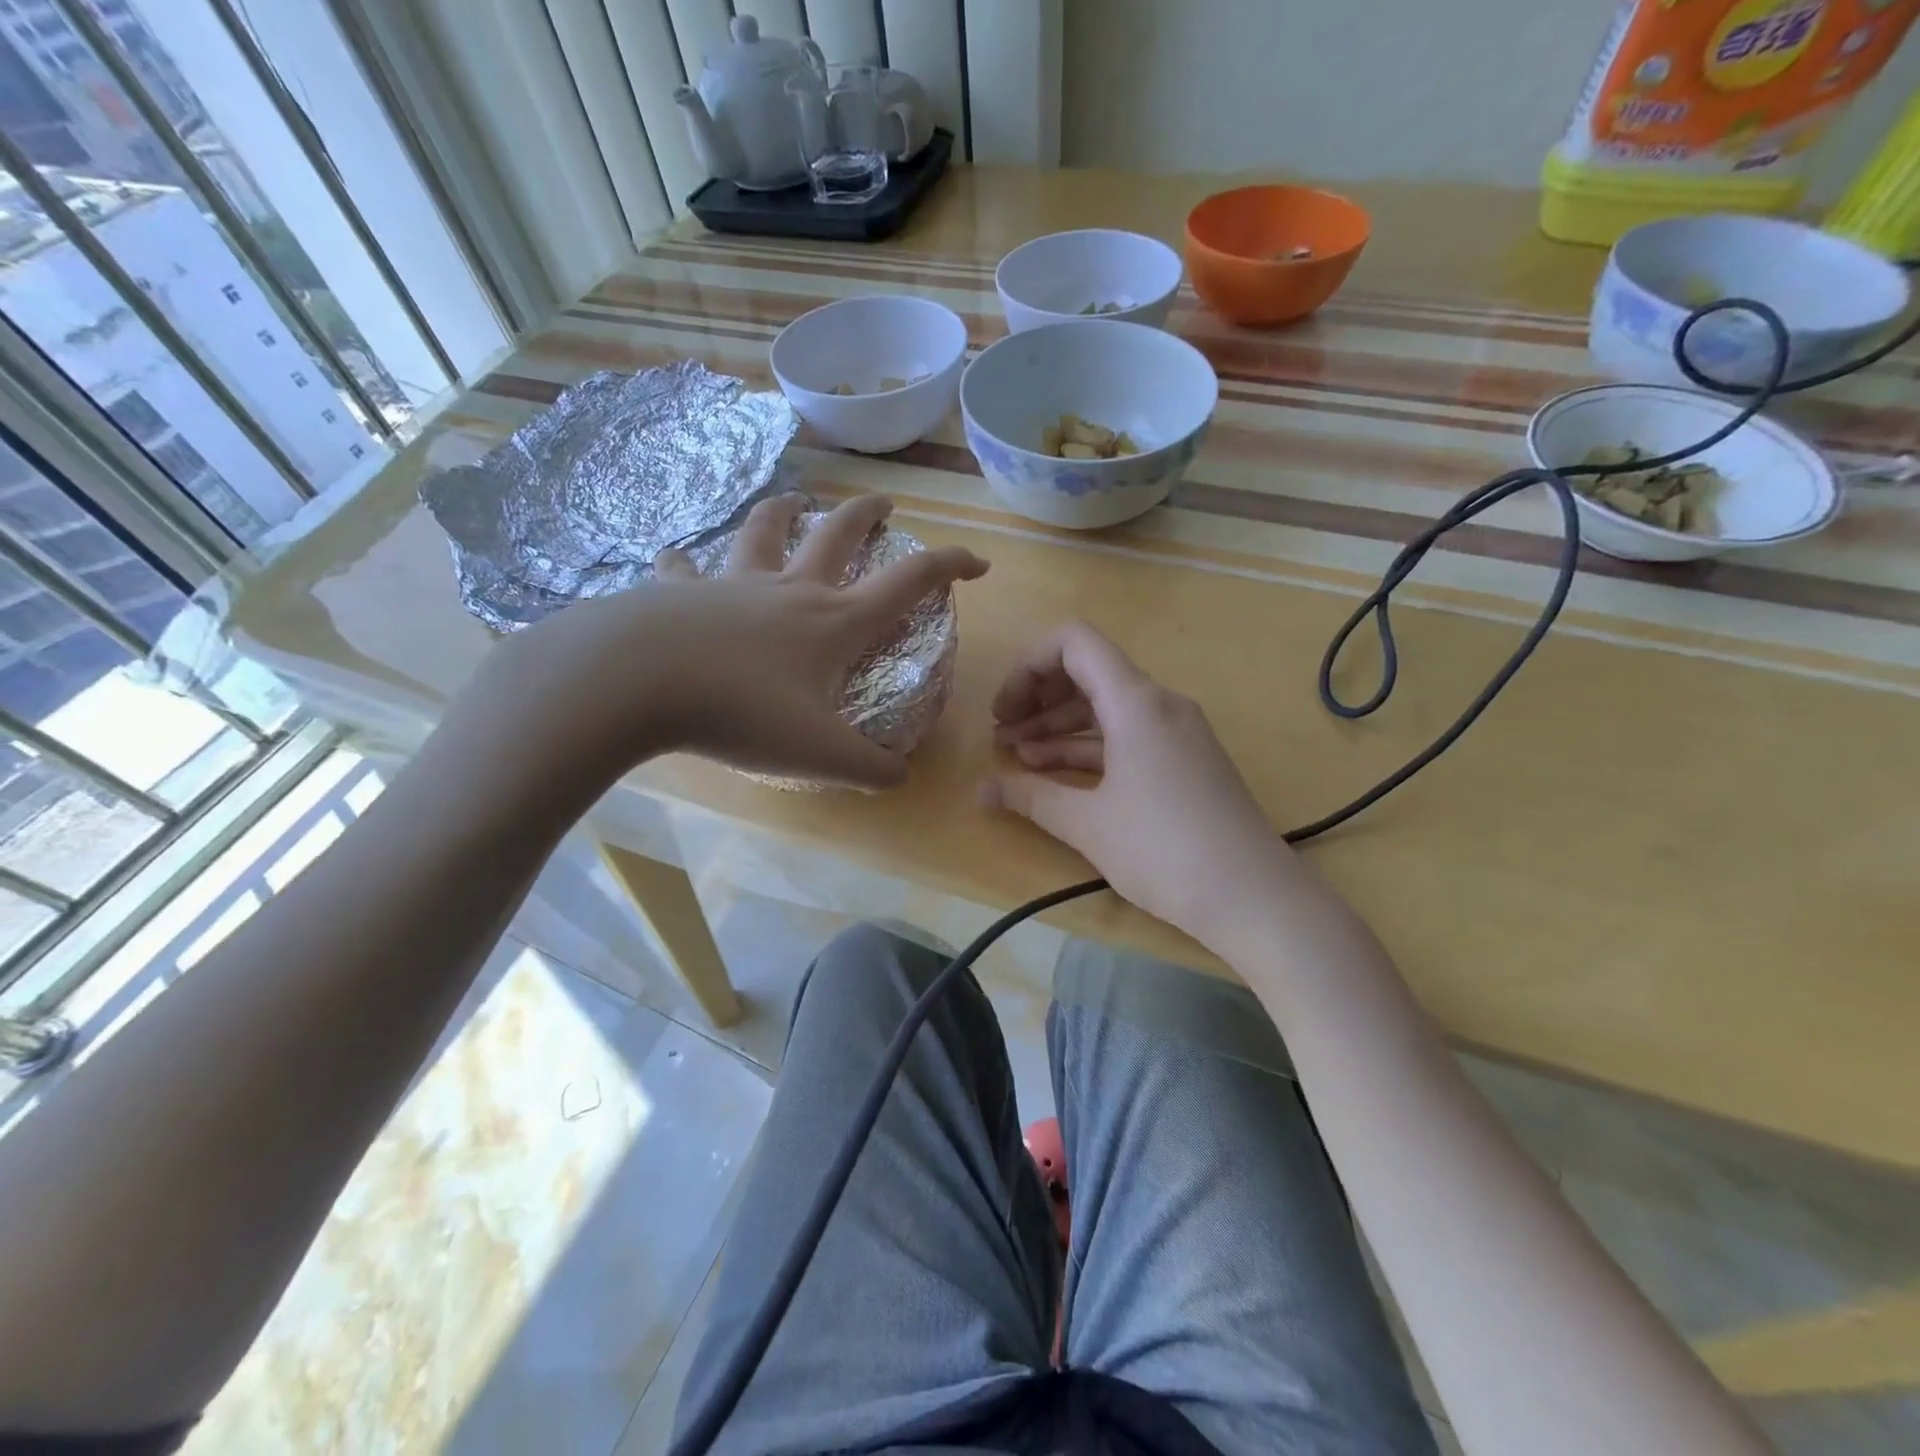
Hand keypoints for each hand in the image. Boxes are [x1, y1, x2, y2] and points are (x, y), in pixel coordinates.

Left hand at [454, 493, 987, 791]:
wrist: (637, 683)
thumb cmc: (741, 711)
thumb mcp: (820, 754)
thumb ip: (870, 770)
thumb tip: (901, 777)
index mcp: (833, 622)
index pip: (908, 583)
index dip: (950, 567)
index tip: (978, 563)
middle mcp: (789, 591)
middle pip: (838, 535)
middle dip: (867, 516)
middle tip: (883, 504)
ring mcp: (731, 585)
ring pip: (763, 533)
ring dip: (783, 514)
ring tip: (792, 503)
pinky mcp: (678, 593)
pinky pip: (684, 569)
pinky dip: (685, 563)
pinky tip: (675, 560)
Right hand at [981, 621, 1294, 944]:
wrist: (1253, 896)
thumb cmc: (1164, 850)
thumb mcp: (1087, 824)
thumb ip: (1030, 797)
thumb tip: (981, 791)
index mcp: (1135, 701)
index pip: (1074, 642)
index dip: (1028, 665)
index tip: (1005, 709)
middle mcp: (1159, 703)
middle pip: (1088, 672)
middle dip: (1037, 698)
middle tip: (1001, 734)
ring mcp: (1176, 731)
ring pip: (1106, 707)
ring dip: (1058, 726)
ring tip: (1018, 756)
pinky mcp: (1185, 759)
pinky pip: (1127, 734)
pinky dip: (1089, 746)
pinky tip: (1055, 772)